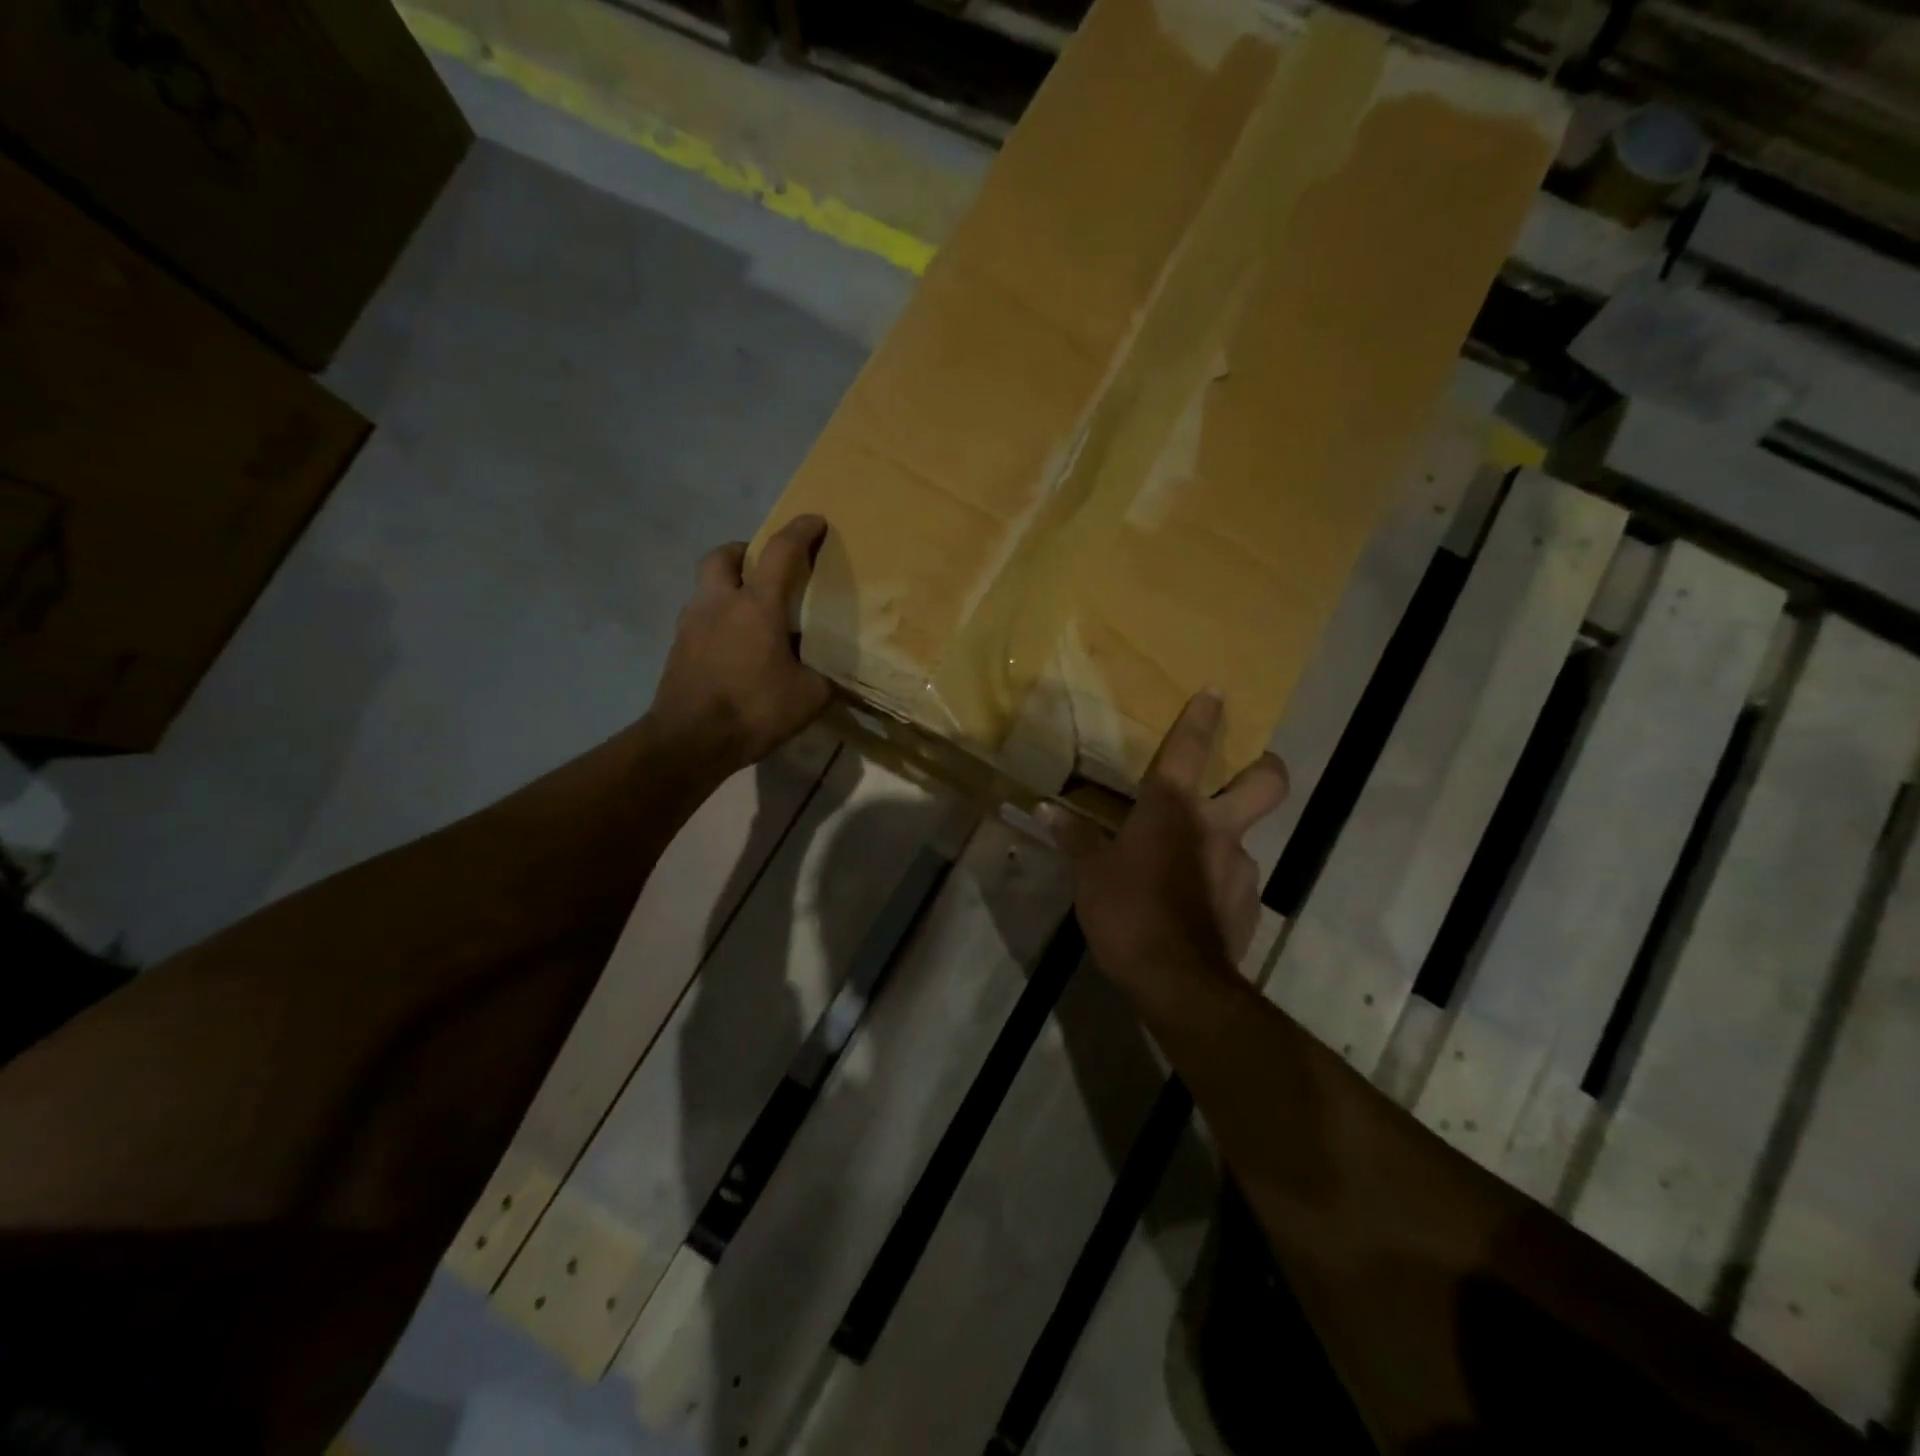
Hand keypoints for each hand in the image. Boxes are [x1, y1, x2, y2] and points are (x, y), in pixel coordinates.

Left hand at [651, 514, 833, 772]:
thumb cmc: (753, 710)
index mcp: (756, 605)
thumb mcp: (809, 696)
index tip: (815, 521)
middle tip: (765, 568)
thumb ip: (822, 675)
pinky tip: (734, 647)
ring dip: (728, 587)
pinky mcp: (678, 648)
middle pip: (724, 555)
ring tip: (751, 614)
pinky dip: (718, 620)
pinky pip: (700, 619)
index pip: (780, 552)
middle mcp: (719, 603)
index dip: (800, 531)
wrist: (690, 741)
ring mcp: (692, 624)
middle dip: (745, 551)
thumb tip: (825, 671)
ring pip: (707, 587)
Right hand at [1044, 689, 1288, 992]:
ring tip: (1189, 867)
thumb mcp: (1090, 874)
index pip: (1191, 748)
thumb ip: (1074, 838)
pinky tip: (1195, 905)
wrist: (1177, 980)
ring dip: (1224, 842)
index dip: (1204, 716)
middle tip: (1255, 768)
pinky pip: (1237, 881)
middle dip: (1266, 767)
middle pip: (1266, 783)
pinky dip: (1219, 883)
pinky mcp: (1250, 904)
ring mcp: (1241, 866)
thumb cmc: (1126, 912)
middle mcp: (1216, 827)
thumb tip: (1044, 809)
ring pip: (1245, 839)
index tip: (1217, 692)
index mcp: (1172, 809)